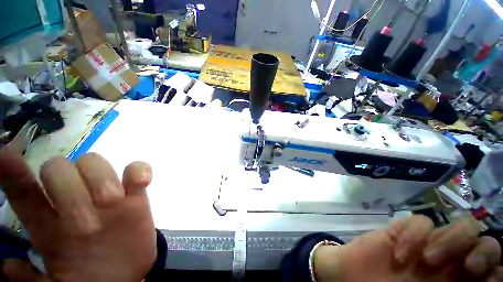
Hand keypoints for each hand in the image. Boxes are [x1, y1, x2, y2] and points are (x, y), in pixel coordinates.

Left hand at [0, 151, 156, 281]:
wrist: (125, 277)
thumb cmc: (89, 281)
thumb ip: (33, 280)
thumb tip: (7, 266)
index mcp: (49, 225)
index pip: (24, 192)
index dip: (12, 173)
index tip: (5, 157)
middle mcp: (74, 202)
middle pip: (60, 168)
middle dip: (66, 185)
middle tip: (83, 222)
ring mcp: (109, 196)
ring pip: (95, 164)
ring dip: (101, 178)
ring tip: (111, 202)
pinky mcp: (136, 196)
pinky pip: (137, 172)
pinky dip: (139, 170)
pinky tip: (141, 180)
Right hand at [314, 215, 502, 281]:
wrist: (354, 278)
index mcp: (457, 281)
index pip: (493, 268)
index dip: (495, 269)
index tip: (479, 277)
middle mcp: (451, 260)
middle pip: (485, 241)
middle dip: (482, 250)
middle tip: (468, 267)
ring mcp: (428, 243)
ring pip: (461, 226)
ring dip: (450, 241)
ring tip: (427, 259)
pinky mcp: (404, 230)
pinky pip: (420, 222)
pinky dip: (413, 236)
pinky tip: (399, 252)